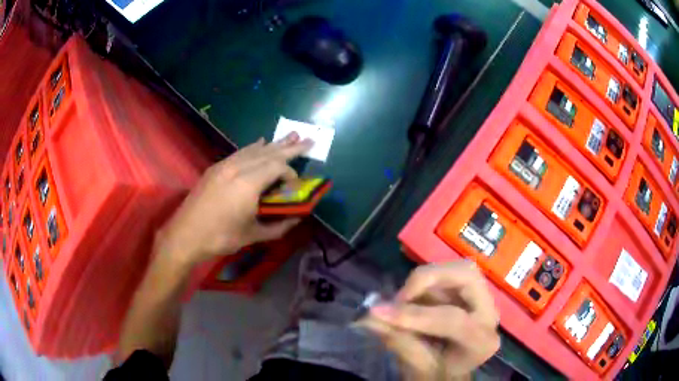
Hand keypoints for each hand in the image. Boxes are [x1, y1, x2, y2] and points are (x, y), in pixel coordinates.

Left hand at [155, 133, 312, 265]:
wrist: (185, 235)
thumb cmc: (220, 238)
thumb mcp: (252, 236)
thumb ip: (278, 227)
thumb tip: (297, 219)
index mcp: (248, 184)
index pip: (277, 167)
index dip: (291, 174)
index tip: (295, 186)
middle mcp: (238, 168)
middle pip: (269, 152)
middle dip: (290, 147)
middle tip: (308, 139)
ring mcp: (225, 165)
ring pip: (254, 150)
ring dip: (273, 144)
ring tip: (290, 137)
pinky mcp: (216, 168)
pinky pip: (240, 152)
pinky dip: (253, 148)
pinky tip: (260, 142)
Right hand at [359, 262, 499, 380]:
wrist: (449, 373)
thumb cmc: (436, 376)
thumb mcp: (416, 367)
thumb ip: (397, 340)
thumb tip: (369, 317)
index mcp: (482, 342)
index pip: (452, 320)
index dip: (413, 315)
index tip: (377, 312)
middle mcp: (489, 315)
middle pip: (467, 276)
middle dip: (429, 279)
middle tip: (400, 296)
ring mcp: (483, 299)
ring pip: (457, 268)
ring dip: (426, 280)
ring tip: (404, 301)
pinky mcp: (470, 292)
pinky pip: (447, 274)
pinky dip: (425, 282)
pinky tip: (413, 300)